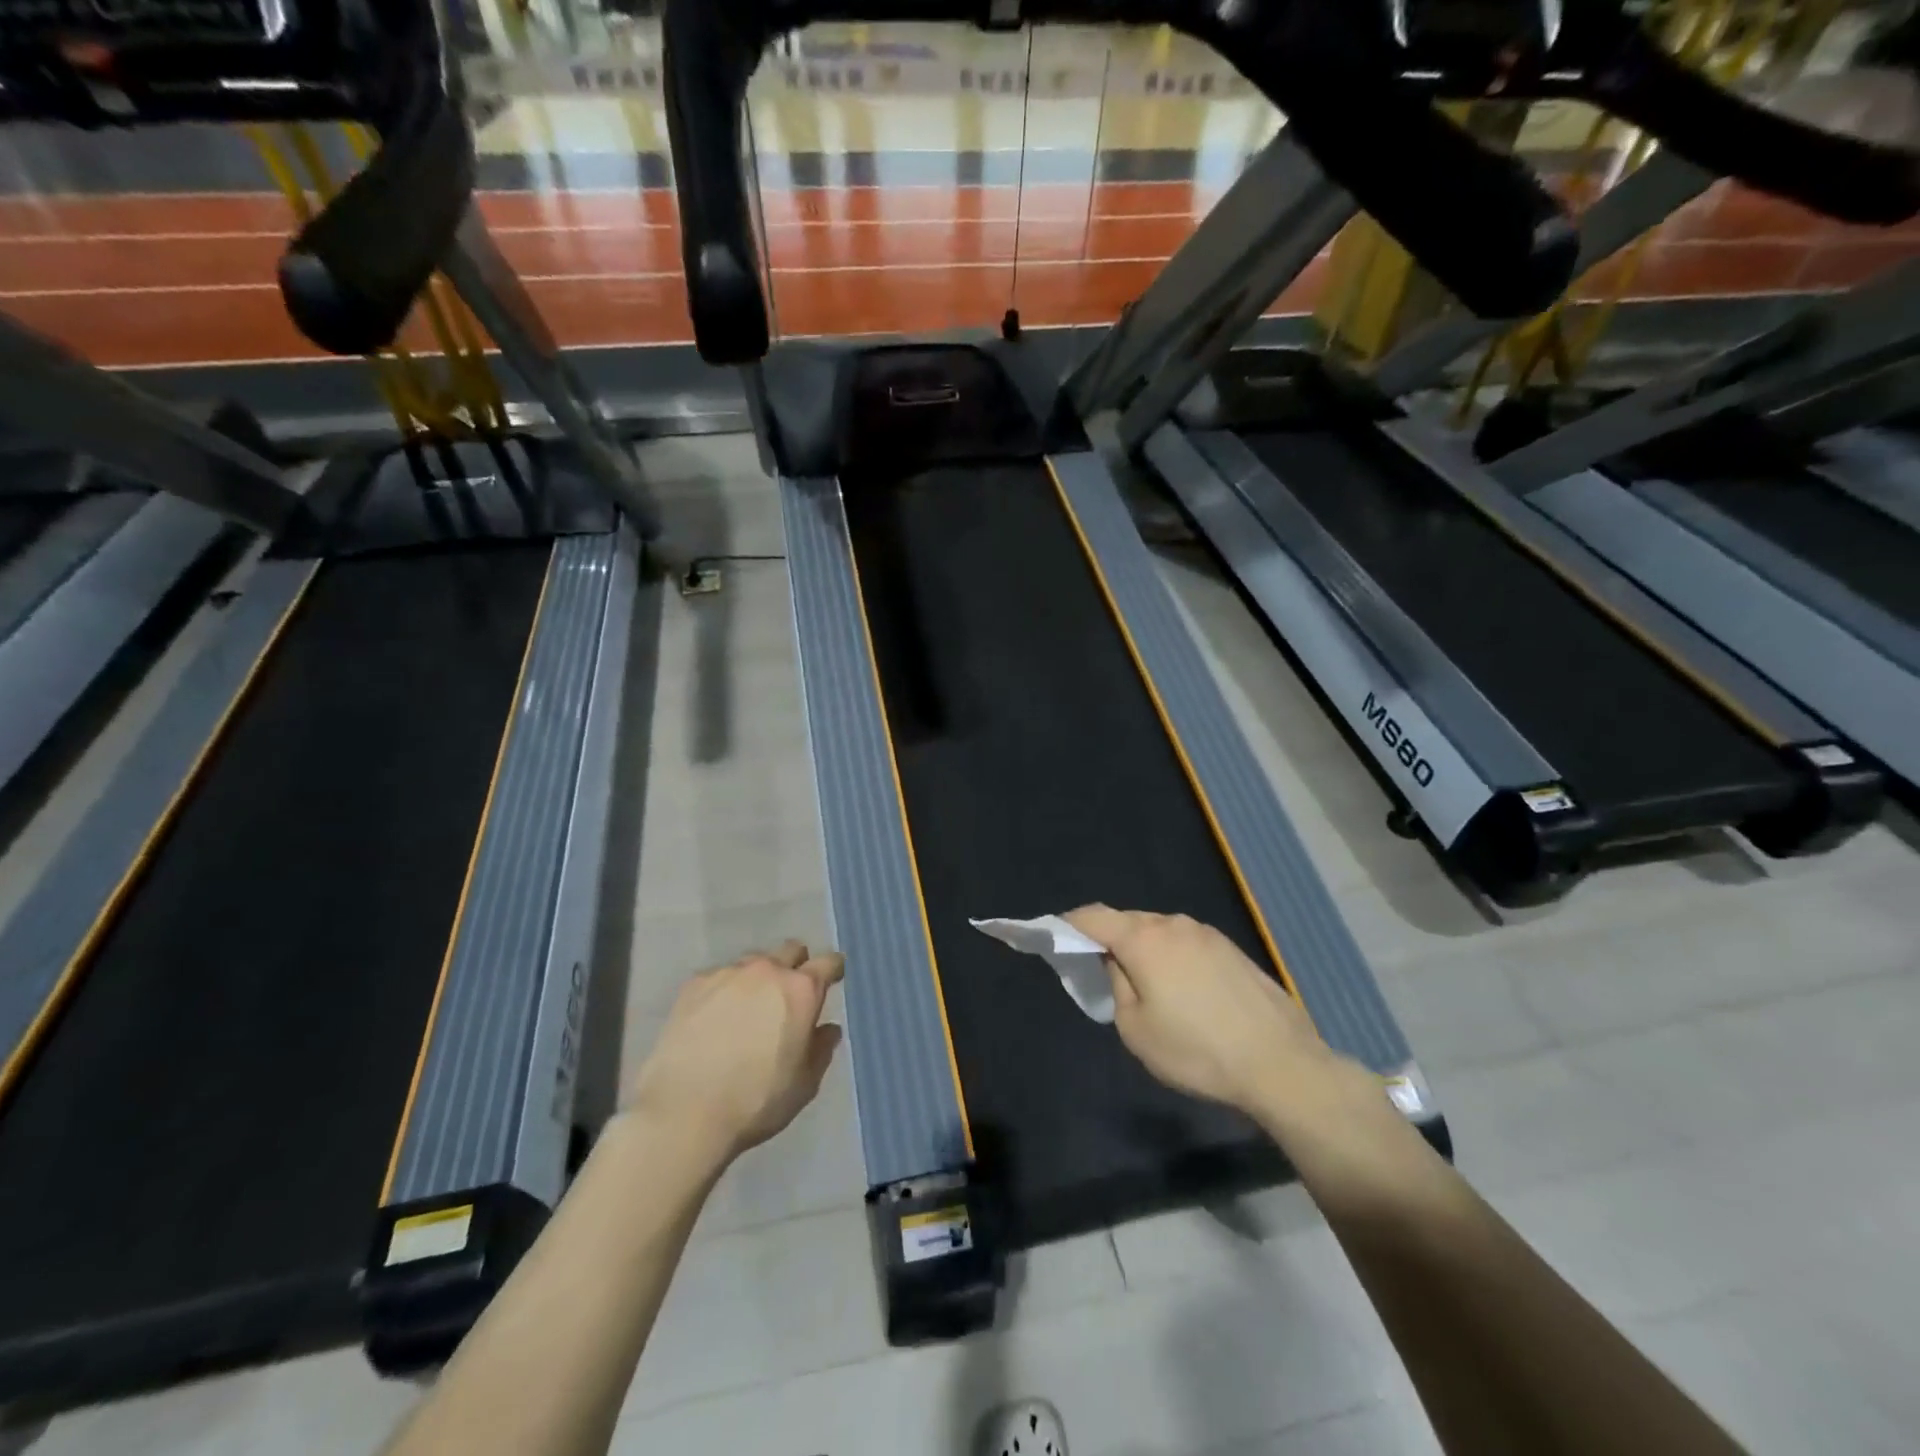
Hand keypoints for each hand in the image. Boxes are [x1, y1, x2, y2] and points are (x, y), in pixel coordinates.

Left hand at [627, 940, 844, 1158]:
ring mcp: (727, 974)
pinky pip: (718, 977)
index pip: (828, 962)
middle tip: (788, 995)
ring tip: (747, 1009)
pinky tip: (714, 1018)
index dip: (833, 970)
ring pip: (753, 962)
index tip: (833, 979)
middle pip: (790, 950)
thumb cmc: (756, 1101)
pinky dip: (724, 991)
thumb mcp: (804, 1084)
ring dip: (758, 979)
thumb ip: (821, 1049)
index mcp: (801, 991)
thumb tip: (827, 1029)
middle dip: (795, 965)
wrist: (684, 1114)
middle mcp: (767, 971)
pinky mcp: (693, 985)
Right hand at [1065, 905, 1352, 1118]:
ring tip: (1145, 986)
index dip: (1068, 925)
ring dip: (1143, 949)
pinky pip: (1186, 944)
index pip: (1093, 916)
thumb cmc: (1197, 1050)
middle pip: (1127, 921)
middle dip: (1108, 939)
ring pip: (1159, 932)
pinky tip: (1182, 991)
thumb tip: (1118, 963)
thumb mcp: (1136, 1028)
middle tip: (1100, 970)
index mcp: (1144, 938)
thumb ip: (1116, 985)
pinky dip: (1171, 957)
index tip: (1055, 939)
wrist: (1281, 1064)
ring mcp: (1207, 934)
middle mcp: (1174, 924)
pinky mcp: (1232, 949)